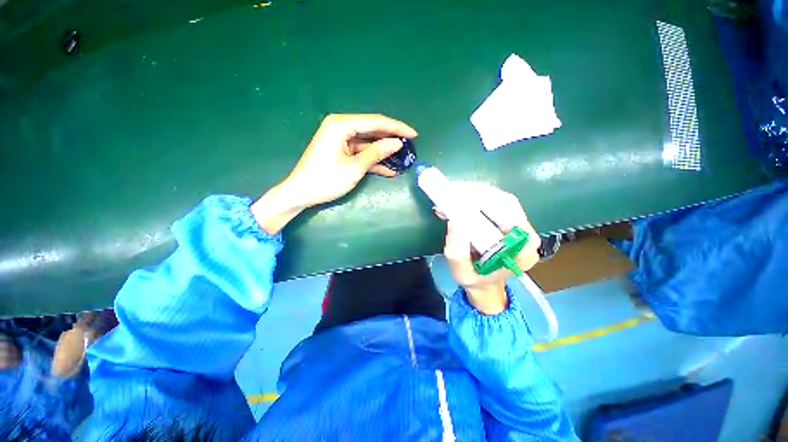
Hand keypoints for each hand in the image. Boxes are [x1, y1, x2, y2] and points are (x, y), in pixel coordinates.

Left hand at [251, 114, 417, 233]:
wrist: (301, 193)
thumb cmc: (326, 179)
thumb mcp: (354, 167)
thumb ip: (376, 153)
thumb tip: (397, 143)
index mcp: (341, 125)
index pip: (375, 122)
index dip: (396, 128)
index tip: (414, 134)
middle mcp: (341, 127)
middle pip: (372, 130)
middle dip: (391, 138)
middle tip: (410, 145)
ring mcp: (341, 140)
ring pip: (368, 142)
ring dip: (383, 151)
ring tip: (402, 158)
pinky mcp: (341, 151)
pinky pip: (361, 152)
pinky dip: (373, 160)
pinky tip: (388, 169)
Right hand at [442, 183, 540, 314]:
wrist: (484, 282)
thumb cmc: (474, 279)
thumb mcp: (461, 272)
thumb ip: (457, 253)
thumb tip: (455, 220)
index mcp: (522, 250)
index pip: (509, 215)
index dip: (485, 201)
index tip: (459, 197)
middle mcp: (526, 234)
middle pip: (504, 202)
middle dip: (475, 193)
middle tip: (450, 191)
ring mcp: (519, 224)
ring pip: (498, 199)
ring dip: (472, 193)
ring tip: (450, 194)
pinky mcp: (508, 219)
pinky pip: (492, 202)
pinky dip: (473, 197)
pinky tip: (456, 199)